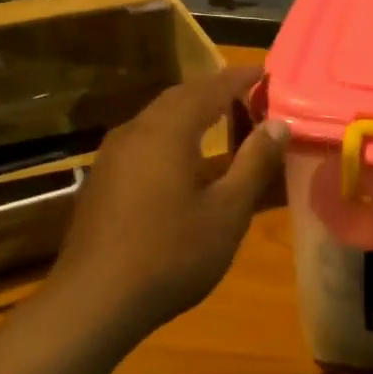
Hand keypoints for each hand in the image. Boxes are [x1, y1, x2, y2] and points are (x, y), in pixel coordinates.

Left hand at [41, 66, 286, 342]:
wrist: (93, 301)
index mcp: (168, 131)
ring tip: (222, 117)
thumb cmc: (171, 255)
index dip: (240, 78)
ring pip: (158, 115)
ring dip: (191, 109)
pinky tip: (183, 156)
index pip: (210, 88)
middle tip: (248, 92)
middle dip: (215, 89)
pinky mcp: (103, 177)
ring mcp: (113, 154)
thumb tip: (278, 123)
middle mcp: (136, 131)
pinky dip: (172, 131)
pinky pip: (144, 137)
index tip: (267, 72)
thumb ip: (254, 163)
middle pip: (180, 95)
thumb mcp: (227, 212)